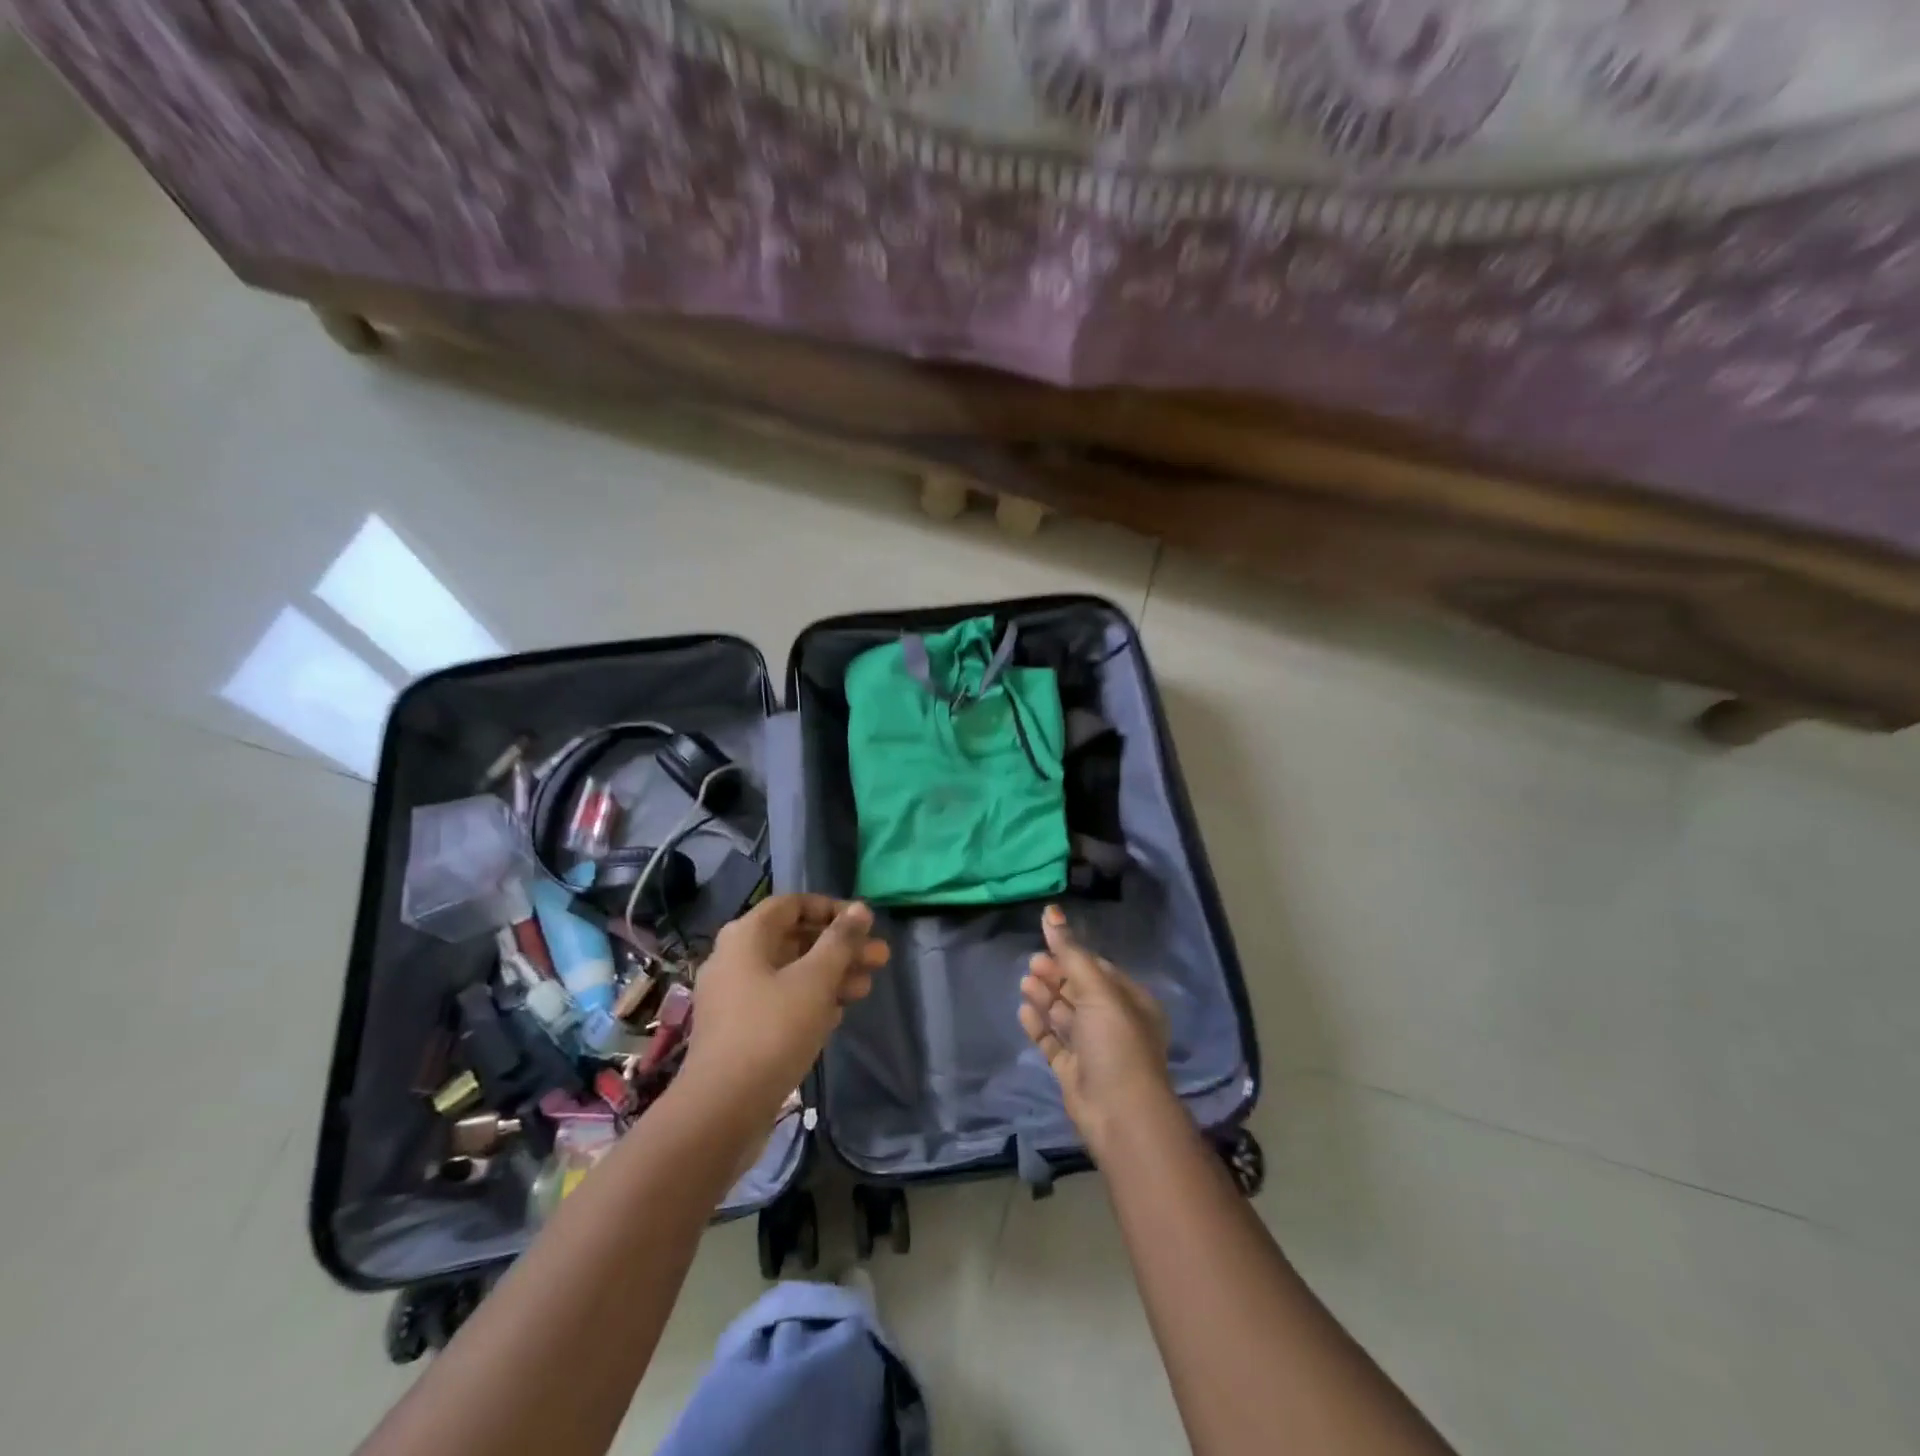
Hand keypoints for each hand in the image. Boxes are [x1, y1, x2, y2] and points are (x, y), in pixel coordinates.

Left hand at [681, 895, 887, 1125]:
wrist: (722, 1109)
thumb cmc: (772, 1030)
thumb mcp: (815, 980)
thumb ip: (840, 941)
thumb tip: (861, 908)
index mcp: (746, 936)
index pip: (792, 904)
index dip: (831, 908)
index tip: (865, 923)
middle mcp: (735, 959)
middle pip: (795, 939)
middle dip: (839, 947)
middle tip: (880, 958)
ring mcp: (735, 996)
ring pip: (791, 972)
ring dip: (831, 975)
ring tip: (868, 987)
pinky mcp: (740, 1029)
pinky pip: (781, 1000)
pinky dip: (811, 999)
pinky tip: (839, 1012)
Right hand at [1020, 905, 1174, 1156]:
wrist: (1119, 1114)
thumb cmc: (1116, 1042)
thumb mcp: (1097, 990)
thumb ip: (1070, 952)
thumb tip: (1051, 911)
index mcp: (1130, 1001)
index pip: (1098, 969)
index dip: (1072, 954)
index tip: (1045, 940)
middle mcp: (1114, 1022)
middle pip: (1079, 990)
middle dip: (1056, 975)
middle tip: (1032, 963)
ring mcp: (1094, 1048)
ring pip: (1065, 1015)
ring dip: (1046, 997)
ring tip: (1025, 982)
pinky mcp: (1074, 1070)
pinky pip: (1054, 1041)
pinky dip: (1040, 1025)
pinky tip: (1024, 1011)